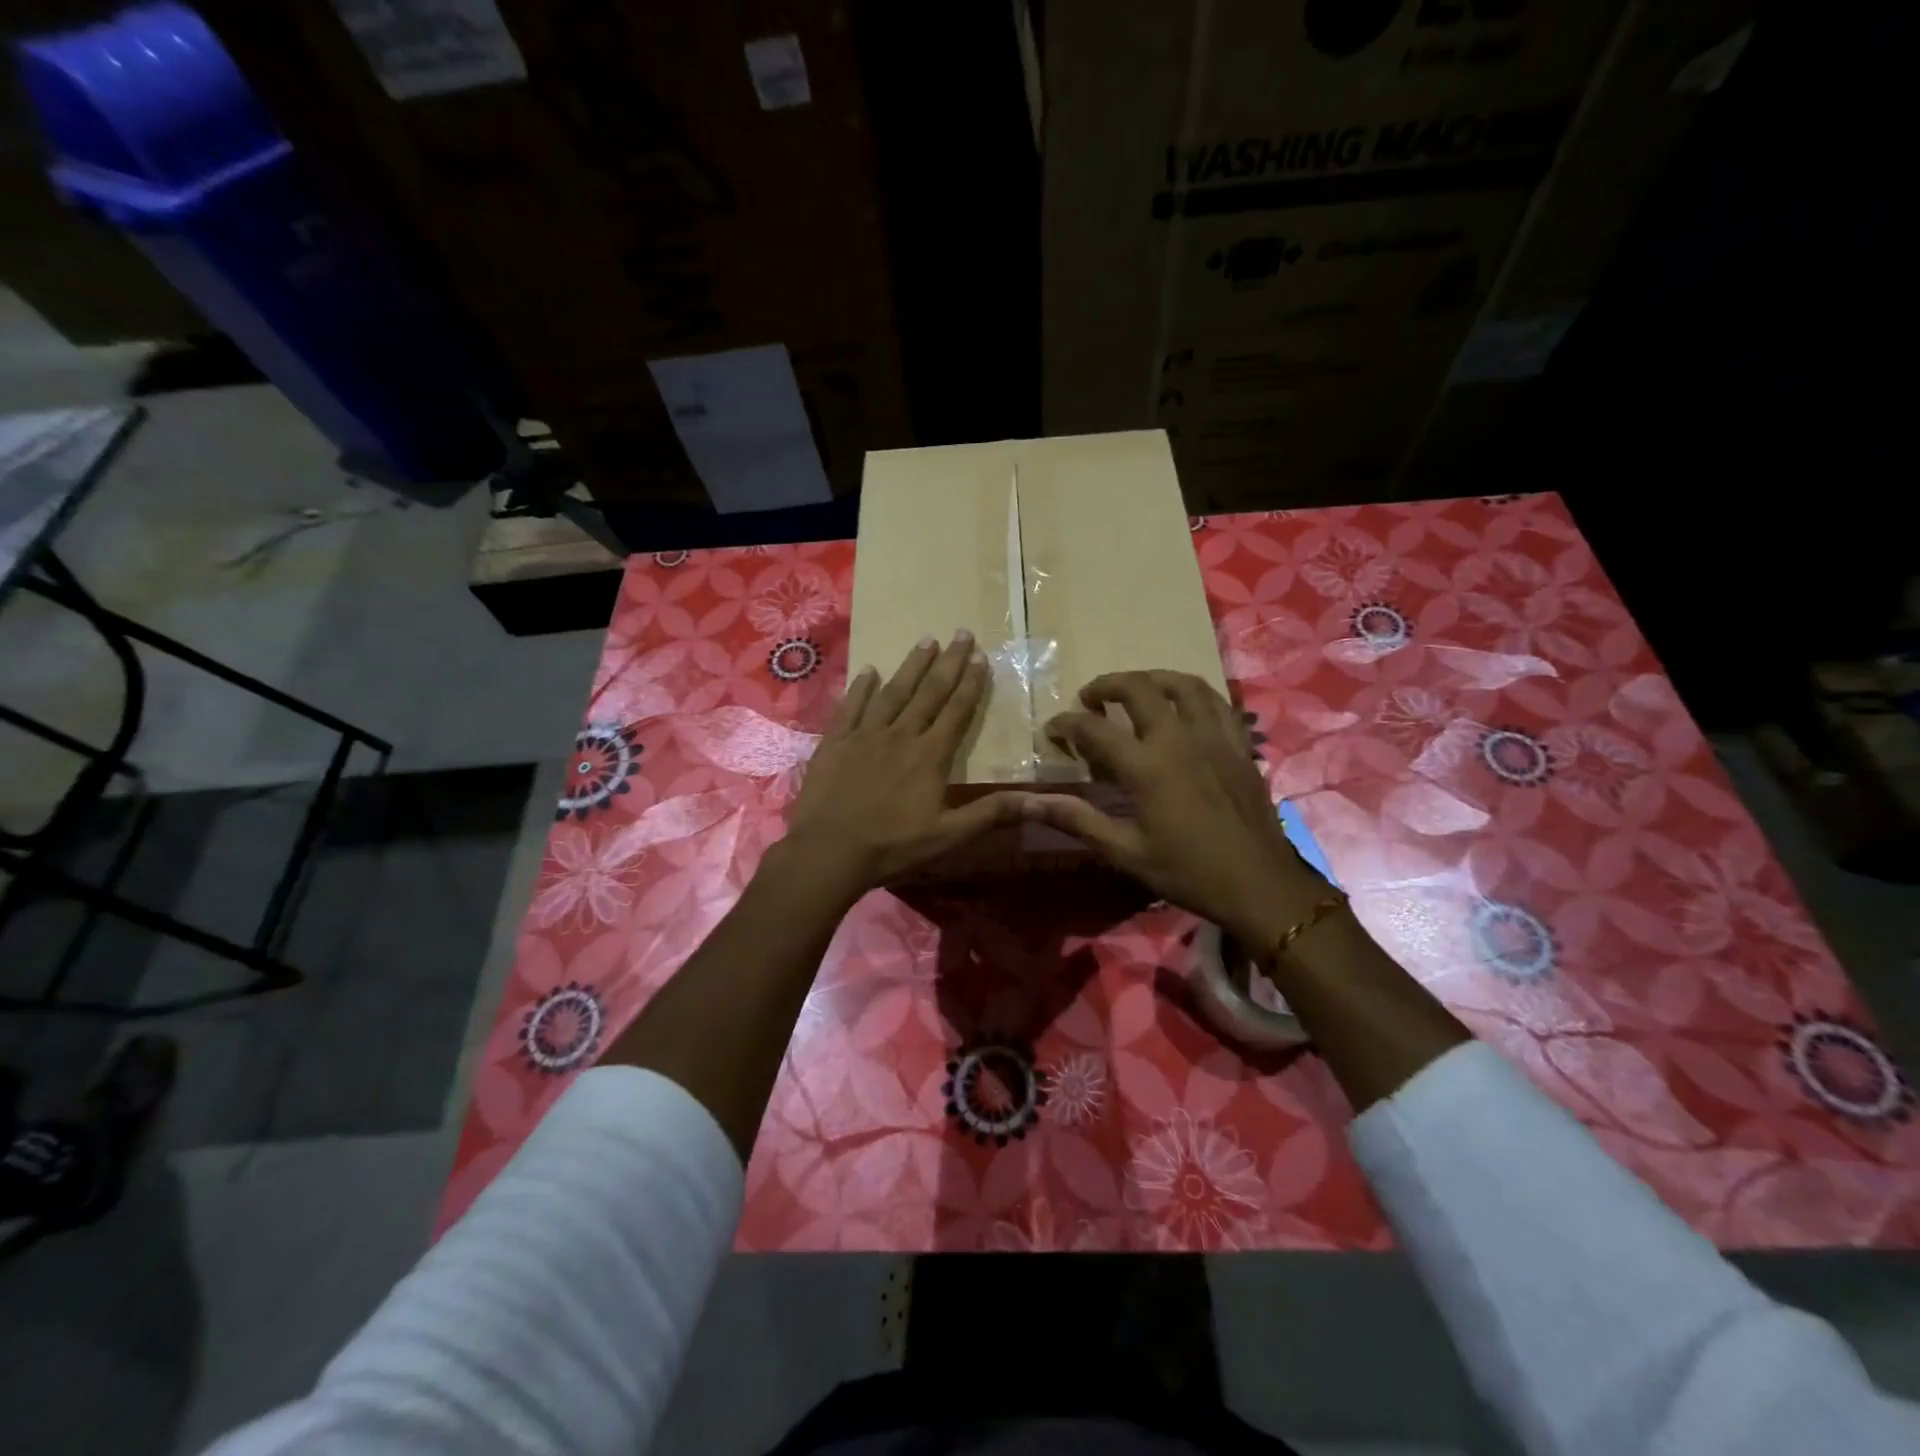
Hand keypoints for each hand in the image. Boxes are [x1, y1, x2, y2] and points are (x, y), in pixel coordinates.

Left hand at [779, 632, 1020, 901]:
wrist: (829, 851)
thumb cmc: (893, 846)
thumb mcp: (949, 836)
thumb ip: (991, 813)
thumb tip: (1037, 800)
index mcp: (930, 756)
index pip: (957, 710)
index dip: (971, 682)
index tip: (980, 655)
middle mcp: (900, 735)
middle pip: (929, 692)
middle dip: (948, 662)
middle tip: (960, 633)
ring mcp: (865, 735)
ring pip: (893, 692)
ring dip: (911, 666)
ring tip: (925, 641)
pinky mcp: (835, 742)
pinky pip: (851, 706)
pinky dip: (862, 687)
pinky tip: (870, 670)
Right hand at [1021, 670, 1328, 949]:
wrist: (1258, 884)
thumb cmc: (1186, 870)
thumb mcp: (1124, 850)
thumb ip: (1076, 818)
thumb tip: (1027, 801)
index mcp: (1146, 765)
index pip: (1093, 728)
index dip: (1067, 724)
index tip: (1053, 731)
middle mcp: (1178, 737)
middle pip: (1138, 688)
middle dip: (1106, 685)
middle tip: (1091, 699)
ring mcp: (1214, 736)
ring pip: (1183, 684)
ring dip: (1152, 679)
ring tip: (1136, 690)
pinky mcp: (1240, 744)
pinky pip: (1217, 701)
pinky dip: (1193, 694)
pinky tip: (1184, 707)